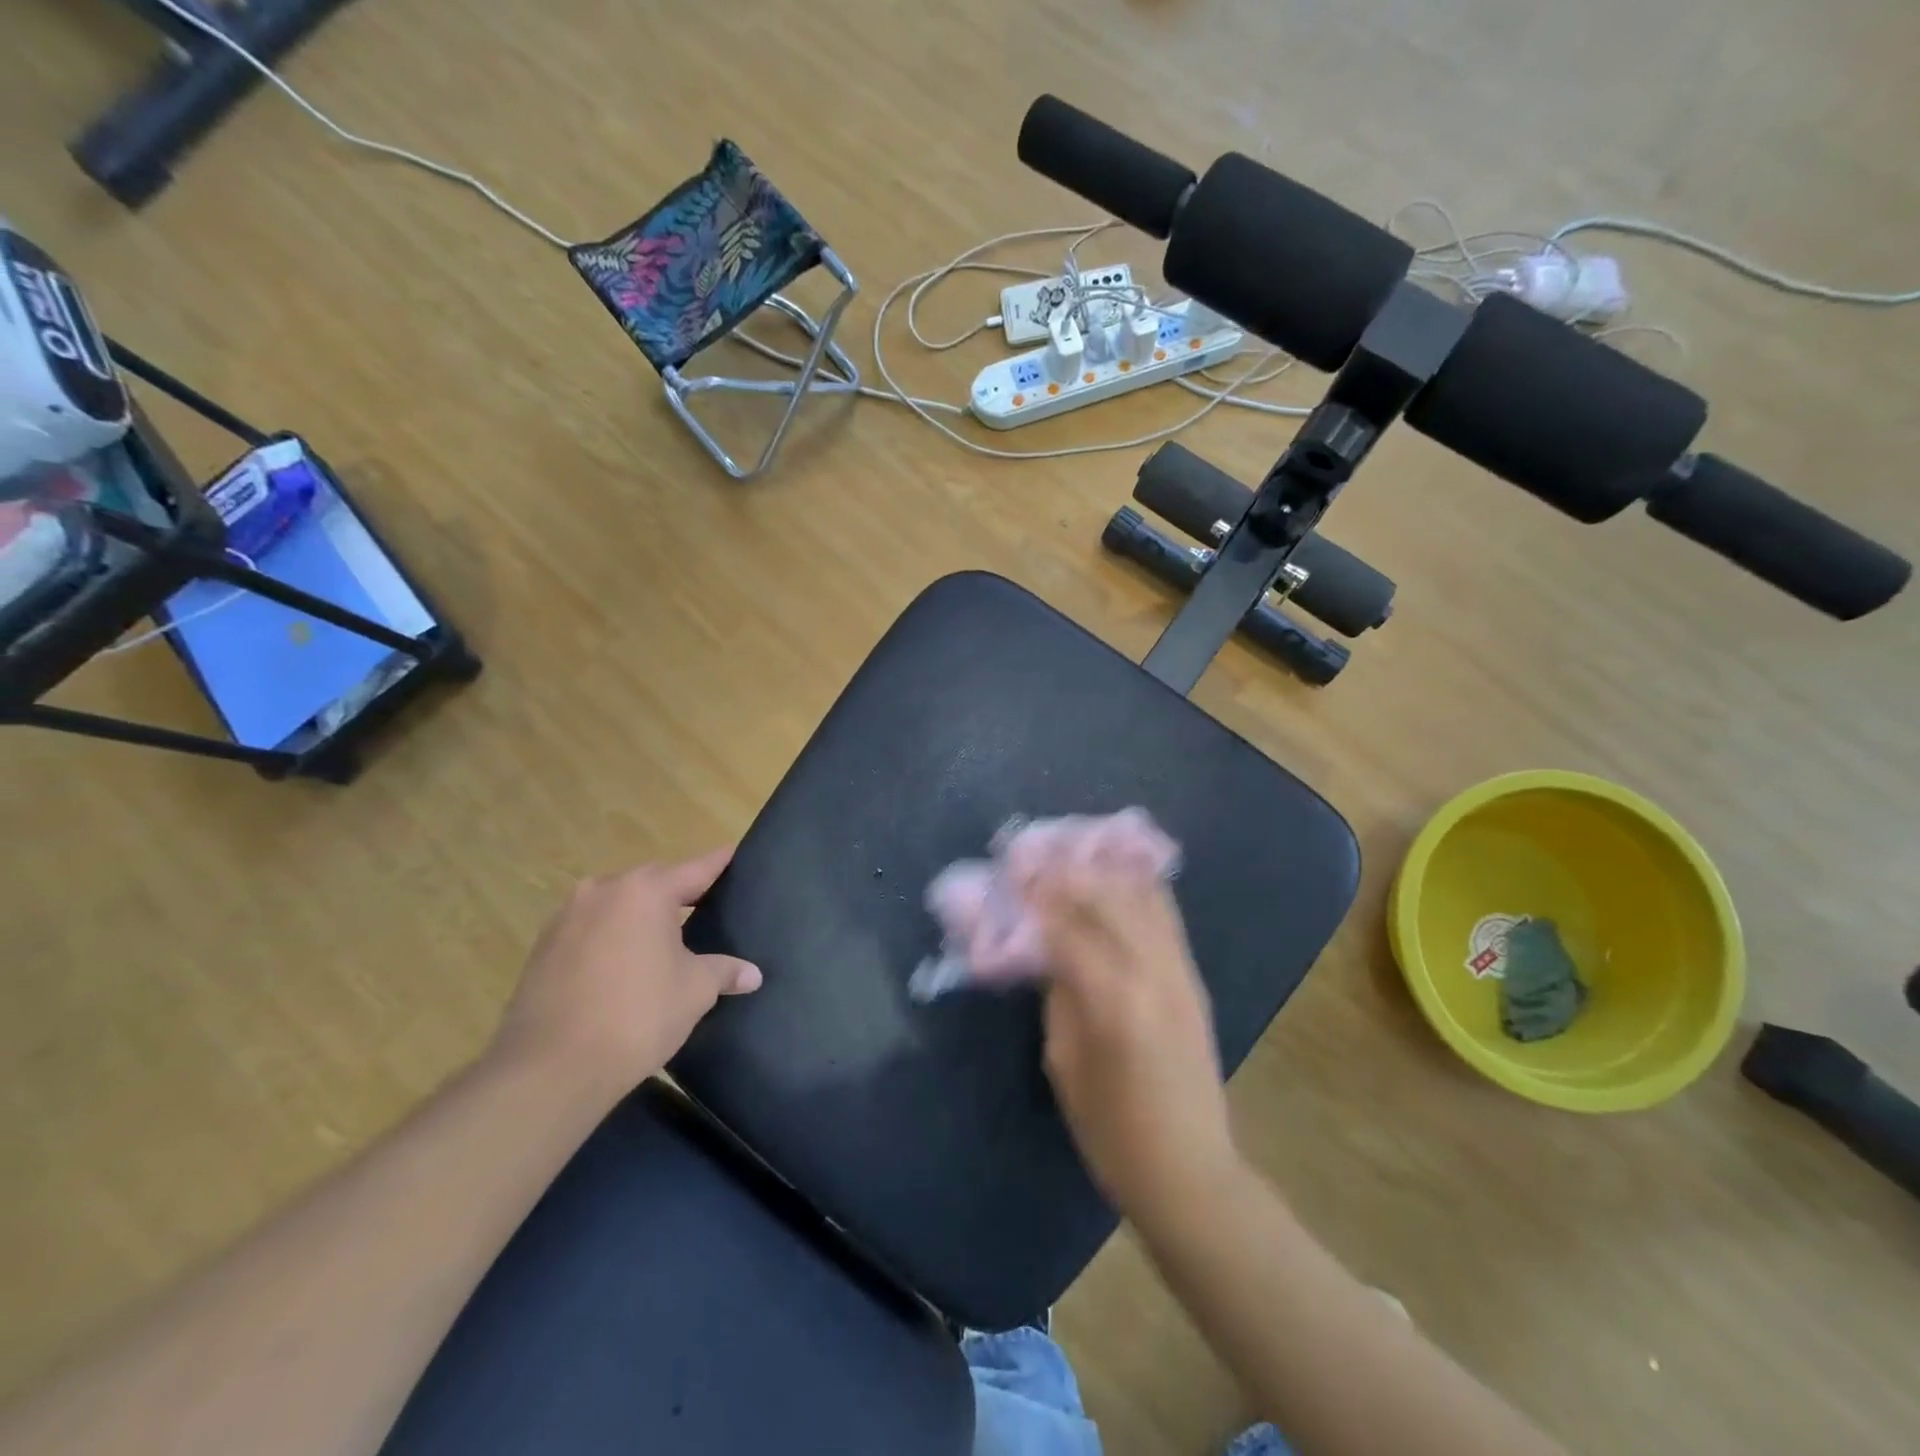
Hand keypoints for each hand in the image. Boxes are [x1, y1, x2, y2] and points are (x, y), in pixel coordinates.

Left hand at [494, 848, 760, 1099]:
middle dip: (678, 893)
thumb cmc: (637, 1015)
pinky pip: (590, 930)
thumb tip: (752, 974)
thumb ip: (724, 971)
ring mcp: (565, 918)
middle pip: (652, 883)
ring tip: (664, 941)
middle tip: (707, 907)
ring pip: (617, 905)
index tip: (736, 853)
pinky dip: (611, 939)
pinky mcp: (542, 949)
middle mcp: (602, 891)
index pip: (696, 869)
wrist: (549, 1069)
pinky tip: (623, 967)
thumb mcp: (695, 991)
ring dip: (639, 917)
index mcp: (645, 891)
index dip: (720, 863)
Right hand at [1025, 862, 1239, 1228]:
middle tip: (1036, 857)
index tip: (1012, 871)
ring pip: (1143, 897)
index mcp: (1113, 1001)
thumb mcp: (1064, 1064)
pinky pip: (1165, 915)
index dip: (1036, 896)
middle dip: (1068, 871)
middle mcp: (1152, 973)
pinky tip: (1116, 876)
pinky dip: (1138, 887)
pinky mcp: (1193, 978)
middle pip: (1109, 897)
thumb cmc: (1112, 1132)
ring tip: (1073, 855)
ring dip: (1104, 871)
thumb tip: (1047, 948)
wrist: (1191, 1170)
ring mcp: (1180, 972)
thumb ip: (1057, 996)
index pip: (1068, 928)